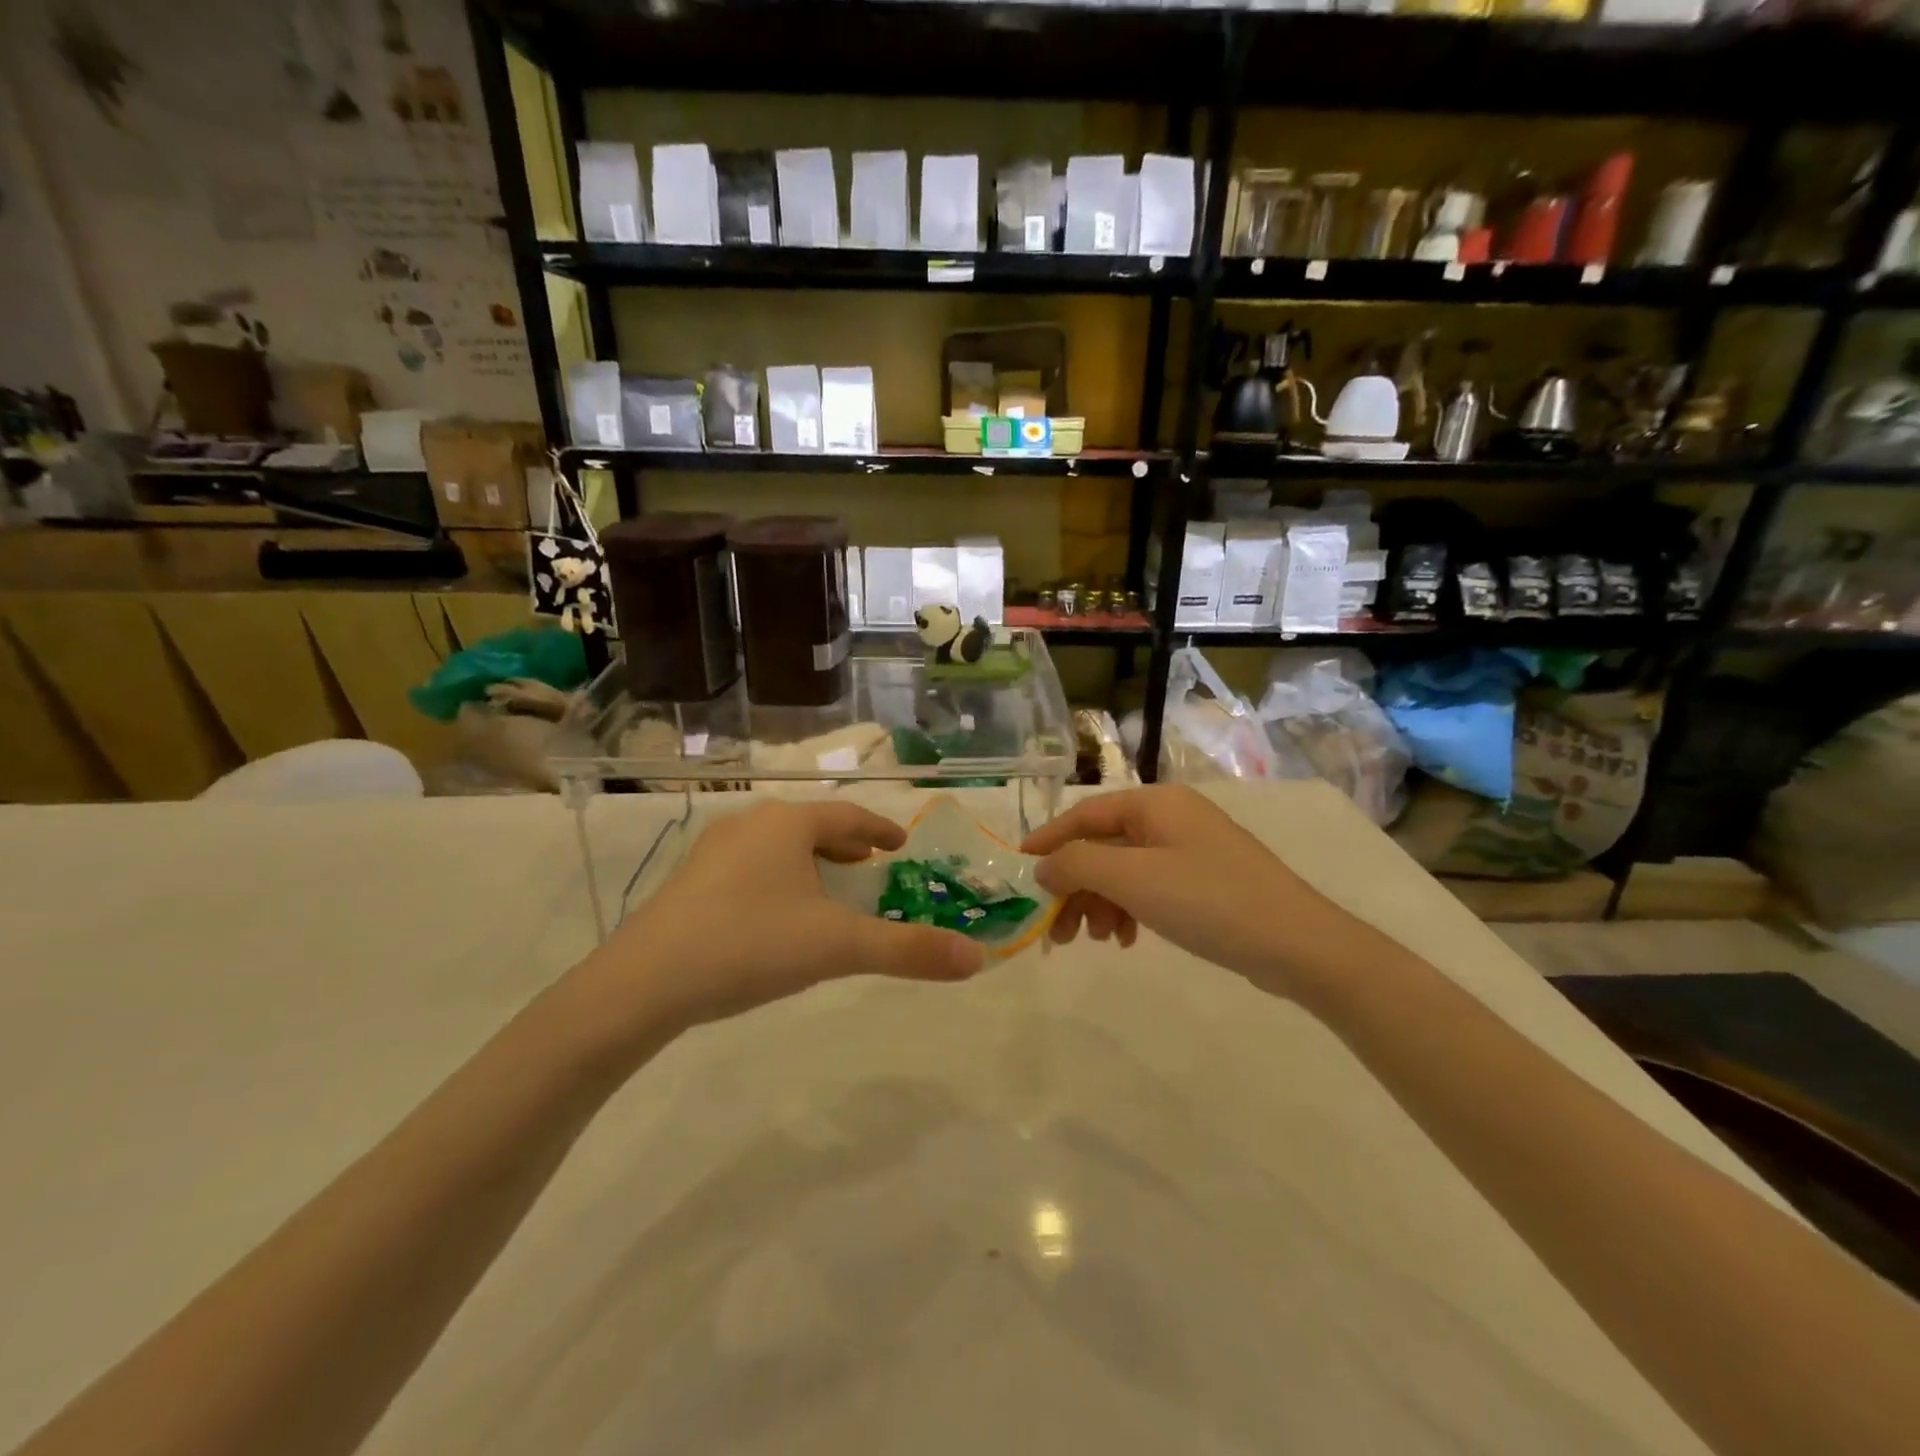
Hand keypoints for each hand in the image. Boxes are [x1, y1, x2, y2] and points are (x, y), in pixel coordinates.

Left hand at [578, 800, 986, 1039]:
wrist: (645, 982)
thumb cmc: (752, 945)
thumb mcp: (838, 947)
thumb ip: (908, 951)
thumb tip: (976, 960)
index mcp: (789, 824)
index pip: (849, 816)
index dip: (880, 829)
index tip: (901, 844)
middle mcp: (751, 824)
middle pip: (811, 825)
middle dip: (845, 843)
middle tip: (871, 863)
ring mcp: (713, 850)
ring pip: (777, 845)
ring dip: (810, 860)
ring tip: (828, 887)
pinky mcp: (689, 880)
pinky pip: (749, 866)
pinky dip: (777, 877)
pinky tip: (775, 912)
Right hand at [1021, 785, 1368, 997]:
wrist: (1298, 945)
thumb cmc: (1208, 900)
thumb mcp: (1132, 878)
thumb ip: (1077, 865)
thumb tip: (1042, 867)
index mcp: (1155, 804)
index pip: (1084, 815)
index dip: (1047, 842)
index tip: (1018, 872)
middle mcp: (1171, 818)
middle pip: (1102, 845)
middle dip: (1074, 885)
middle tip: (1053, 929)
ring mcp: (1190, 850)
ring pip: (1124, 870)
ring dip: (1098, 902)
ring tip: (1092, 940)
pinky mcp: (1204, 882)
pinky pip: (1149, 888)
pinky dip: (1128, 910)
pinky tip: (1124, 939)